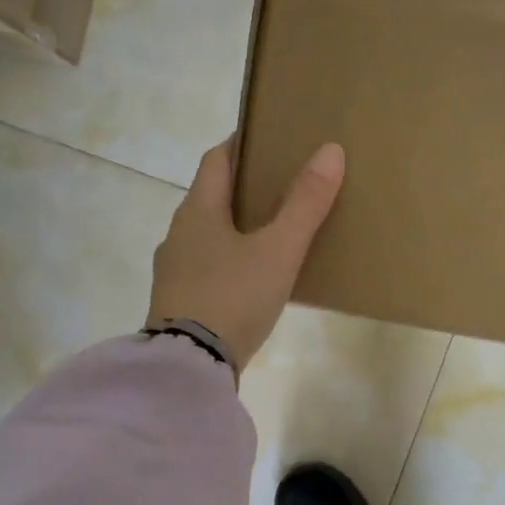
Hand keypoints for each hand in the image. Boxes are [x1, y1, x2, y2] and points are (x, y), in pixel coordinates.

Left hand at [146, 137, 345, 372]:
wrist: (190, 365)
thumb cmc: (233, 297)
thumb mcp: (278, 251)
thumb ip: (304, 204)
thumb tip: (330, 151)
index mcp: (198, 211)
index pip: (217, 160)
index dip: (241, 144)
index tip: (268, 138)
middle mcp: (178, 234)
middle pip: (211, 197)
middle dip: (243, 189)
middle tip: (281, 187)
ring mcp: (174, 271)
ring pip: (207, 236)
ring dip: (235, 229)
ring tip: (272, 236)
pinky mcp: (178, 303)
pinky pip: (207, 269)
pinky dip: (229, 263)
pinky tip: (251, 281)